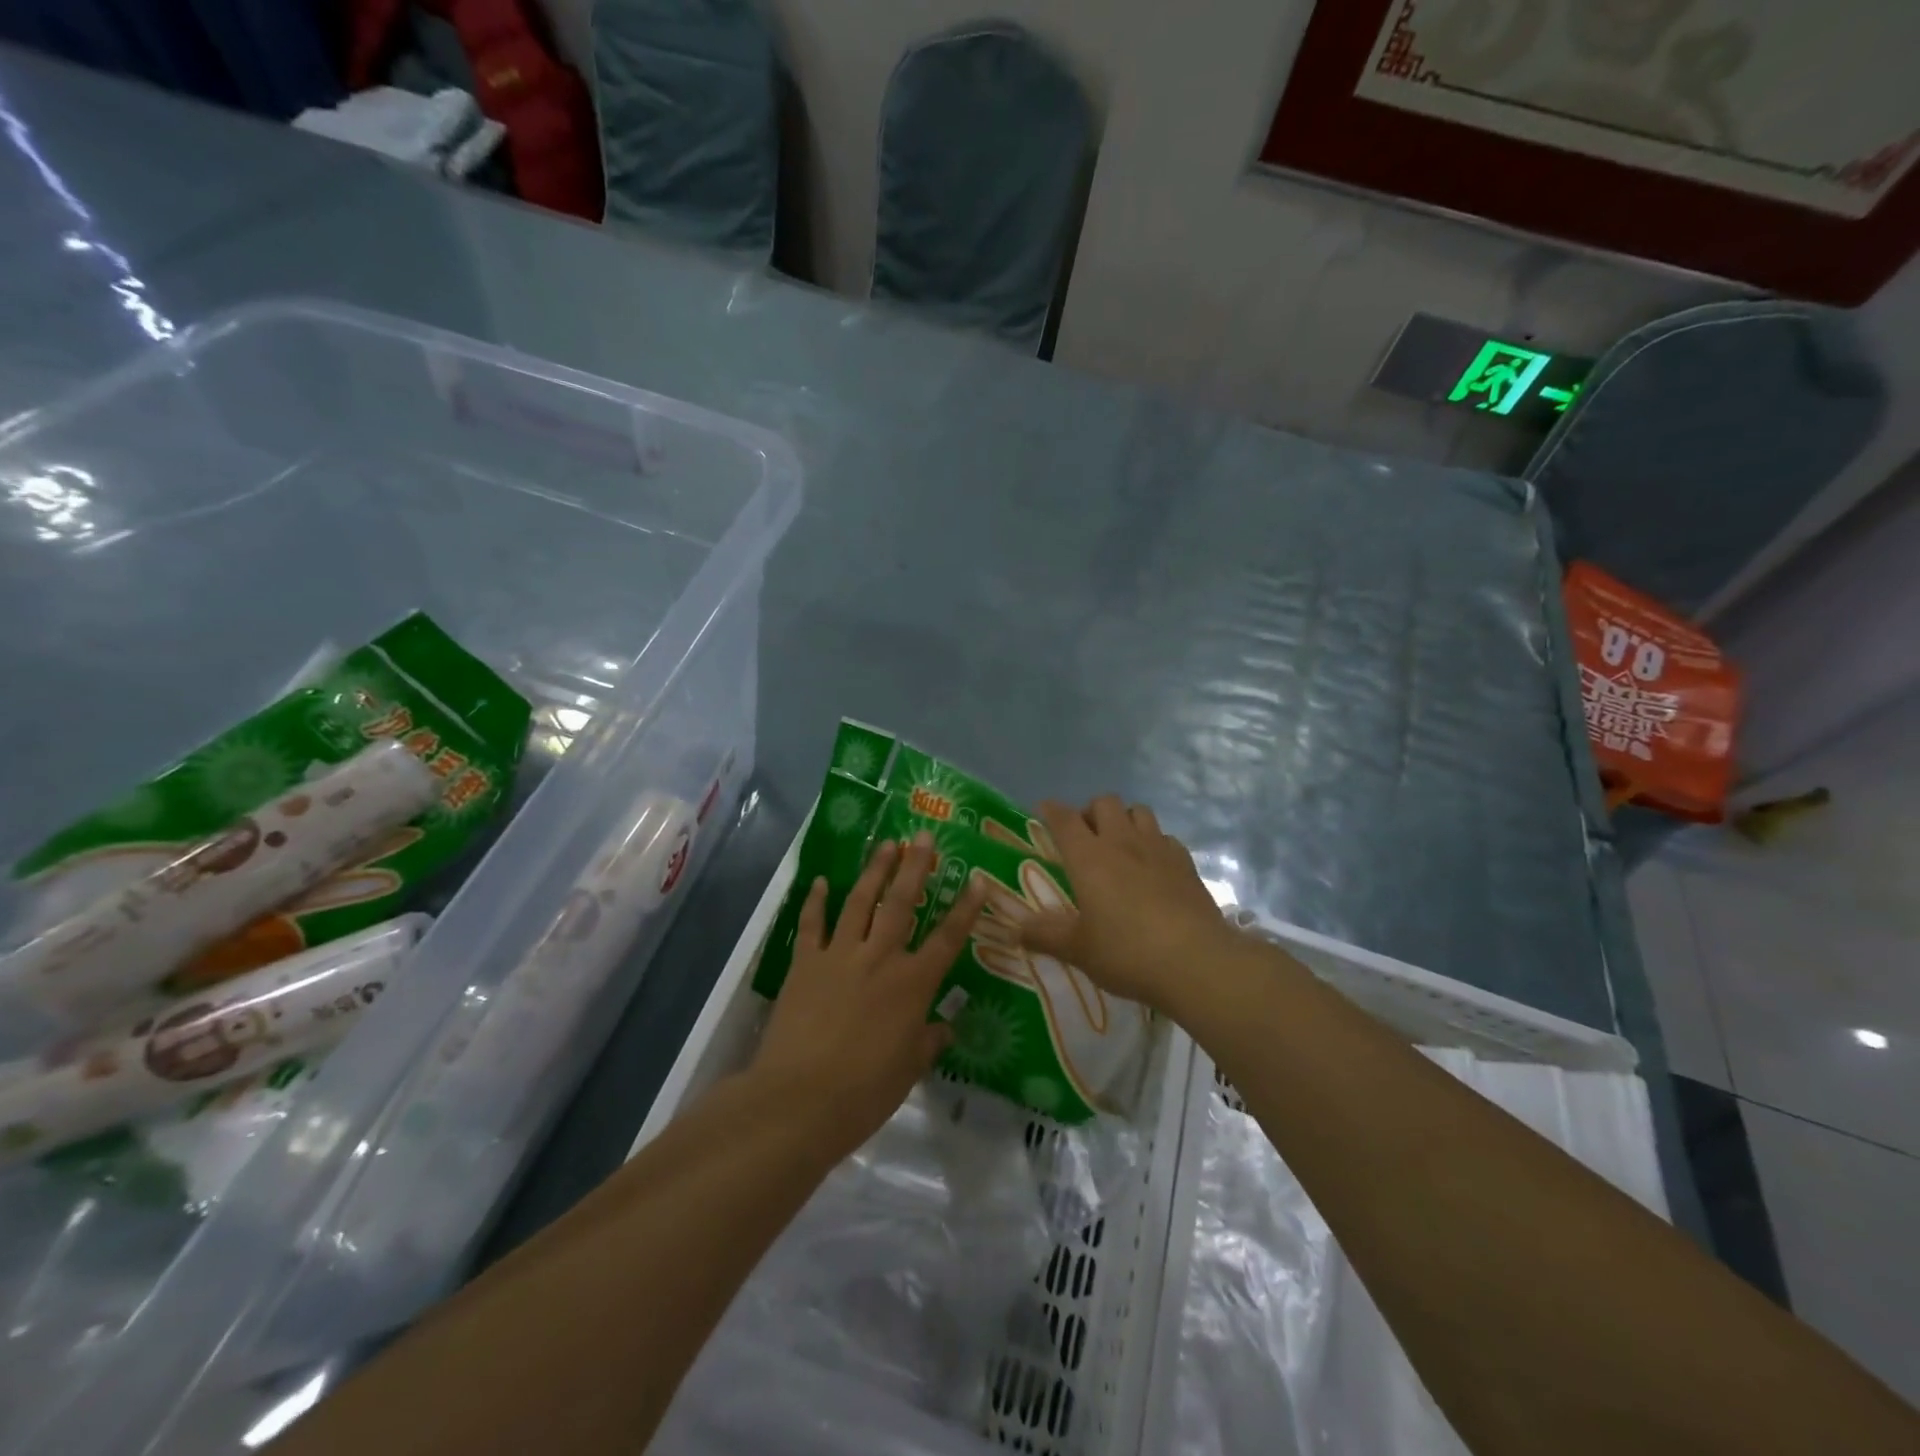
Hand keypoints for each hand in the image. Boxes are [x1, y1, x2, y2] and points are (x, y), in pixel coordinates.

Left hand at [751, 833, 986, 1155]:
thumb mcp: (908, 1070)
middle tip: (922, 837)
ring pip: (860, 902)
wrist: (799, 1099)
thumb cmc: (864, 1092)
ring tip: (886, 844)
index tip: (978, 880)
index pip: (947, 939)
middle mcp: (880, 959)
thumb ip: (928, 1042)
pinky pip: (812, 924)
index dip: (965, 909)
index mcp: (912, 985)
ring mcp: (840, 956)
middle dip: (915, 867)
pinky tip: (821, 880)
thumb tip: (945, 1027)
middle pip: (902, 904)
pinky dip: (816, 901)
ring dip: (874, 871)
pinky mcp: (805, 964)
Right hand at [1015, 796, 1234, 1012]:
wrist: (1196, 962)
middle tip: (1085, 838)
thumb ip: (1046, 935)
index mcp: (1089, 857)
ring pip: (1139, 811)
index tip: (1044, 811)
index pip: (1064, 819)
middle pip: (1105, 803)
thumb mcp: (1079, 950)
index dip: (1052, 810)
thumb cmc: (1127, 952)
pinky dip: (1154, 843)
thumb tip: (1016, 928)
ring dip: (1125, 820)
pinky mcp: (1186, 863)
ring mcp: (1158, 849)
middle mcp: (1122, 842)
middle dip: (1091, 812)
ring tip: (1120, 846)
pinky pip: (1166, 837)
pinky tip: (1153, 867)